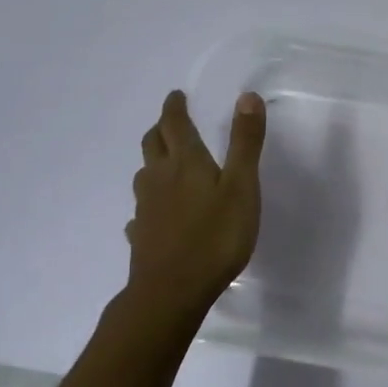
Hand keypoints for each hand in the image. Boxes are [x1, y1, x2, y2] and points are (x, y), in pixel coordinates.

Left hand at [125, 90, 266, 313]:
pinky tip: (153, 214)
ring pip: (144, 175)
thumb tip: (246, 96)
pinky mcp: (141, 235)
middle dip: (161, 128)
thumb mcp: (242, 186)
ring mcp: (146, 208)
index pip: (175, 124)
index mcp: (185, 162)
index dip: (175, 107)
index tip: (176, 95)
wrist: (172, 291)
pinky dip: (149, 202)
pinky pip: (141, 211)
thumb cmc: (215, 237)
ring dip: (153, 161)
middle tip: (169, 121)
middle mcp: (159, 179)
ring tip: (164, 162)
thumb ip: (245, 143)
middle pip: (153, 144)